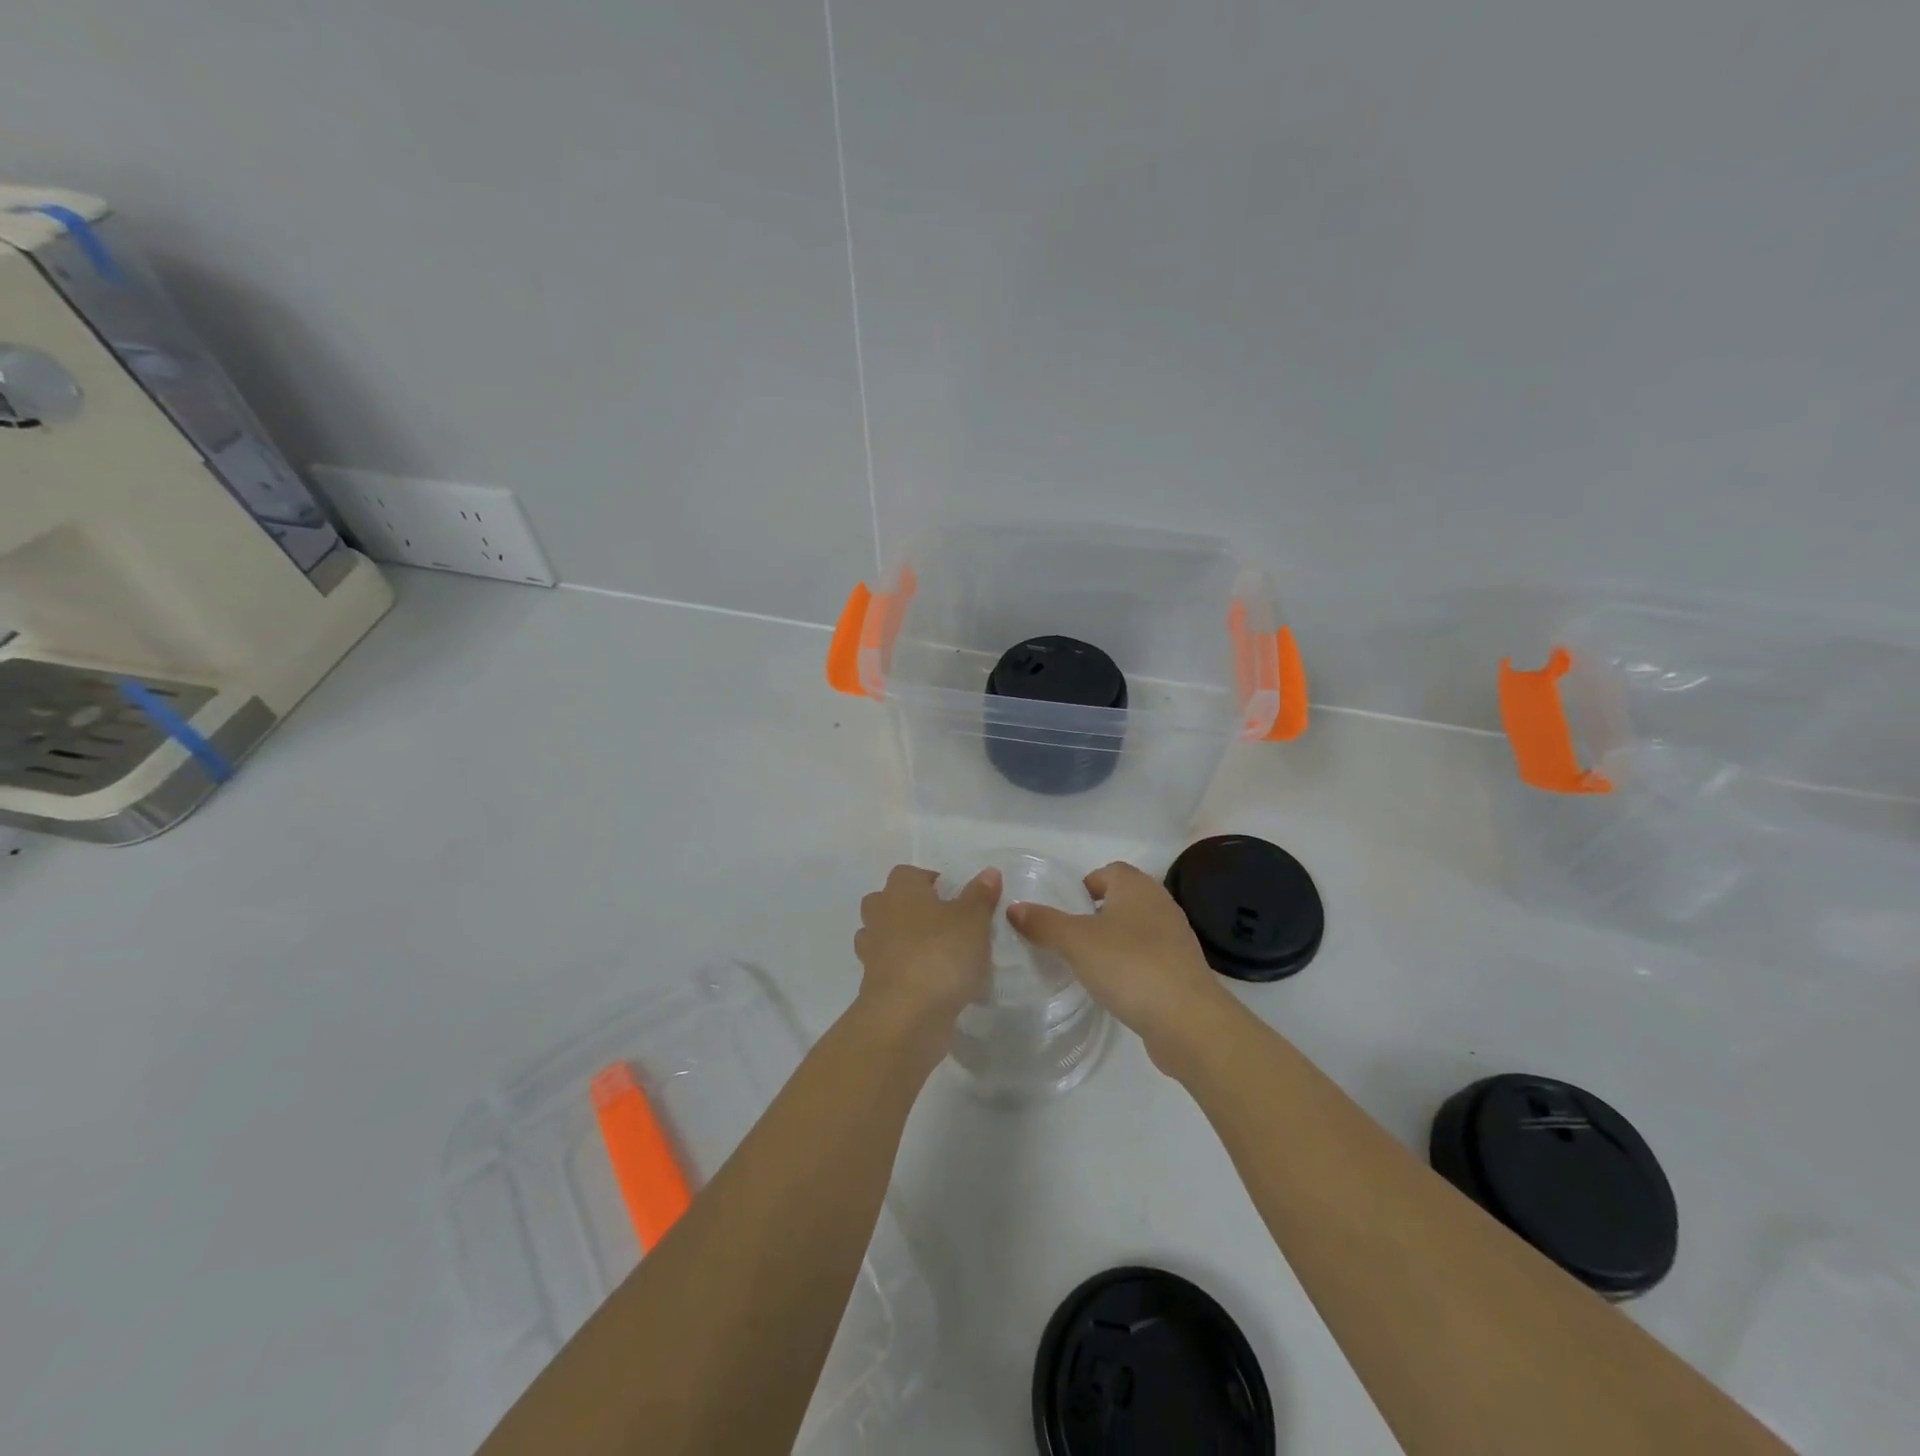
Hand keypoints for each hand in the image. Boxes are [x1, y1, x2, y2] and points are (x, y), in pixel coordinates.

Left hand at [854, 864, 1001, 1058]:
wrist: (905, 1016)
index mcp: (901, 891)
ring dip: (904, 942)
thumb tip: (989, 872)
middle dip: (910, 909)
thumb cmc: (940, 954)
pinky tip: (932, 984)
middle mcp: (880, 916)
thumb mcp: (973, 920)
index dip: (930, 881)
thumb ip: (980, 895)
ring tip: (938, 954)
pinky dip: (905, 973)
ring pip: (884, 937)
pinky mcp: (873, 986)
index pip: (907, 873)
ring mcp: (872, 953)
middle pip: (887, 902)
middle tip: (944, 923)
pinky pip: (889, 969)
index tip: (955, 897)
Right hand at [1007, 862, 1238, 1075]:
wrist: (1187, 1020)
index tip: (1066, 909)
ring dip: (1114, 940)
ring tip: (1088, 964)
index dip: (1086, 885)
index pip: (1109, 871)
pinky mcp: (1182, 971)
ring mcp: (1176, 939)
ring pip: (1137, 929)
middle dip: (1097, 913)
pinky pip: (1149, 957)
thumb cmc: (1129, 966)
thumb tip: (1014, 907)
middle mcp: (1160, 905)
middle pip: (1124, 899)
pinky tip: (1115, 986)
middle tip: (1070, 937)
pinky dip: (1131, 965)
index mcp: (1137, 887)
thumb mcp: (1075, 942)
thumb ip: (1043, 923)